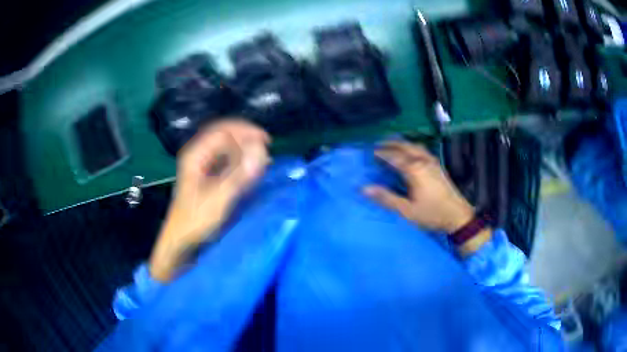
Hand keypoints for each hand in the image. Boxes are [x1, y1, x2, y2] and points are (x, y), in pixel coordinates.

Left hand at [149, 119, 270, 281]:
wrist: (181, 240)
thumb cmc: (195, 220)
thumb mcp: (218, 198)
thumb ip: (239, 174)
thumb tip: (261, 150)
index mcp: (196, 155)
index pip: (223, 130)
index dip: (246, 131)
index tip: (266, 142)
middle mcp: (197, 154)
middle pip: (224, 134)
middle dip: (246, 137)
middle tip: (266, 146)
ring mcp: (201, 164)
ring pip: (226, 145)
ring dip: (244, 147)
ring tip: (262, 156)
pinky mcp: (206, 175)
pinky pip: (226, 158)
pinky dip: (240, 159)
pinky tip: (250, 167)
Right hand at [364, 141, 474, 233]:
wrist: (457, 215)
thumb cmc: (432, 214)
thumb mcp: (406, 210)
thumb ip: (386, 198)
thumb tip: (364, 189)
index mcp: (414, 170)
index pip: (393, 156)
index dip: (381, 153)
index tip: (370, 152)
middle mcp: (423, 161)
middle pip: (404, 146)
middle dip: (390, 144)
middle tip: (378, 145)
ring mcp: (432, 162)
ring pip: (414, 146)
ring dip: (402, 144)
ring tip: (392, 146)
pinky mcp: (438, 165)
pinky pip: (422, 150)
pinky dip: (412, 147)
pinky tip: (411, 153)